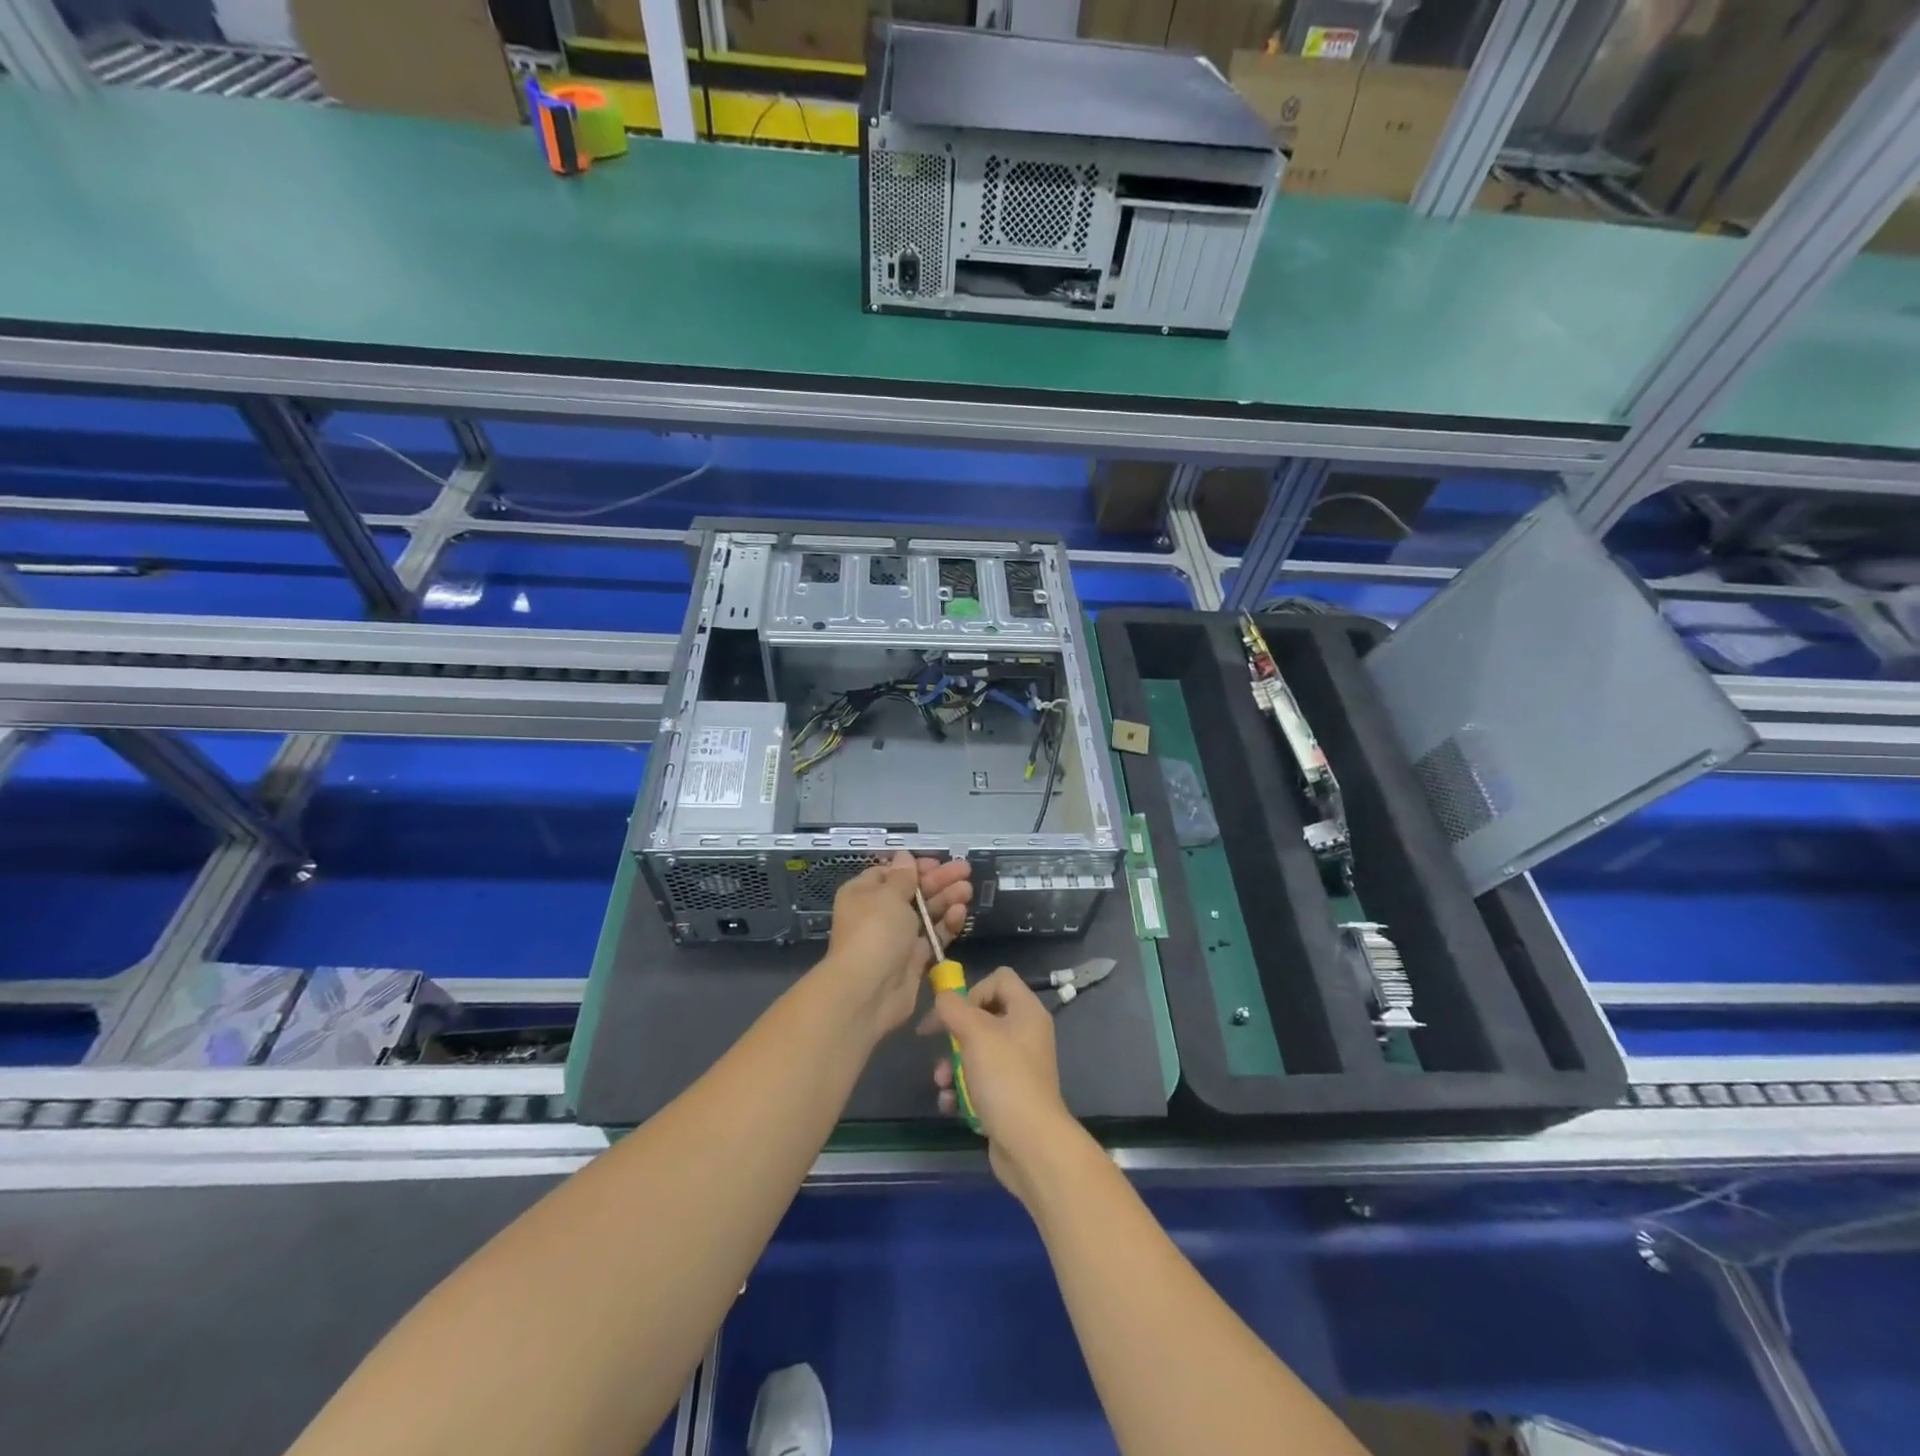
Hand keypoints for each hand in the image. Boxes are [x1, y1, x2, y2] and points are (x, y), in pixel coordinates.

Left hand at [819, 851, 970, 1038]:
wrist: (869, 991)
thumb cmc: (875, 931)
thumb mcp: (888, 895)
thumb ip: (903, 877)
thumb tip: (903, 856)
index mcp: (864, 893)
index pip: (891, 873)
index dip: (914, 866)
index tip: (937, 862)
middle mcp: (879, 913)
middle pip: (913, 891)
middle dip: (938, 881)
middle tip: (965, 870)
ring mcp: (898, 937)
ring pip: (926, 913)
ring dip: (946, 899)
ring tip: (968, 890)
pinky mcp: (914, 958)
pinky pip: (933, 936)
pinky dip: (947, 924)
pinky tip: (961, 912)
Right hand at [921, 968, 1081, 1204]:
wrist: (1030, 1144)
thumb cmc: (1005, 1078)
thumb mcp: (975, 1033)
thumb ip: (953, 1007)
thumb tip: (943, 998)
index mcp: (1026, 1011)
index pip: (999, 978)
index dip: (972, 990)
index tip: (952, 1013)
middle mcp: (1026, 1033)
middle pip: (983, 1016)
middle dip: (955, 1034)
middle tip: (938, 1047)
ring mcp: (1019, 1066)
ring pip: (976, 1051)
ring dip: (952, 1065)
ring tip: (941, 1083)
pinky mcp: (1009, 1095)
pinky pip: (979, 1081)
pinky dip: (962, 1090)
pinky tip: (950, 1104)